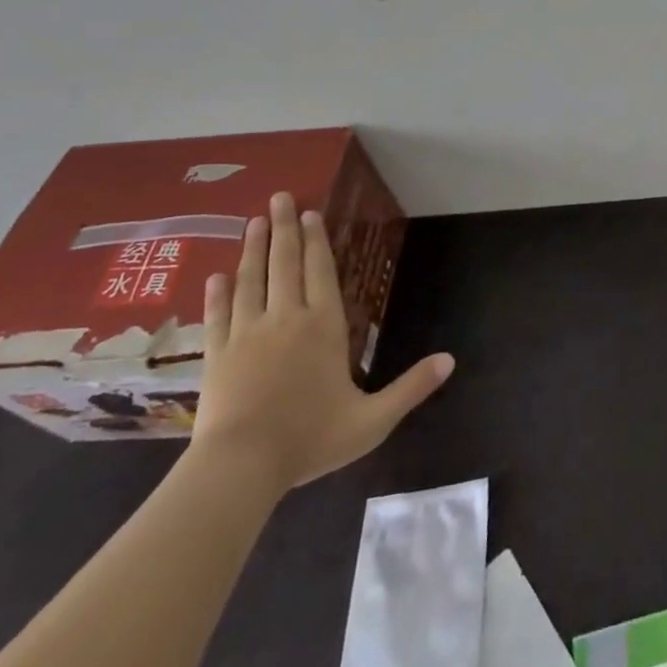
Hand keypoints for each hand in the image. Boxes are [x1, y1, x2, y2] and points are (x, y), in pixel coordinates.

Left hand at [192, 192, 452, 491]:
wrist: (240, 469)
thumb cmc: (309, 439)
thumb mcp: (372, 419)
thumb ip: (411, 388)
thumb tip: (451, 360)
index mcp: (324, 326)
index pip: (320, 271)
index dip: (316, 239)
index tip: (310, 212)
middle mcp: (286, 318)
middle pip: (285, 264)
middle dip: (283, 229)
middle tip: (278, 197)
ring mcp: (247, 334)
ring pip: (251, 281)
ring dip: (252, 250)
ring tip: (252, 222)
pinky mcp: (216, 356)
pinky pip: (218, 316)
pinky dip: (217, 294)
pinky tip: (215, 276)